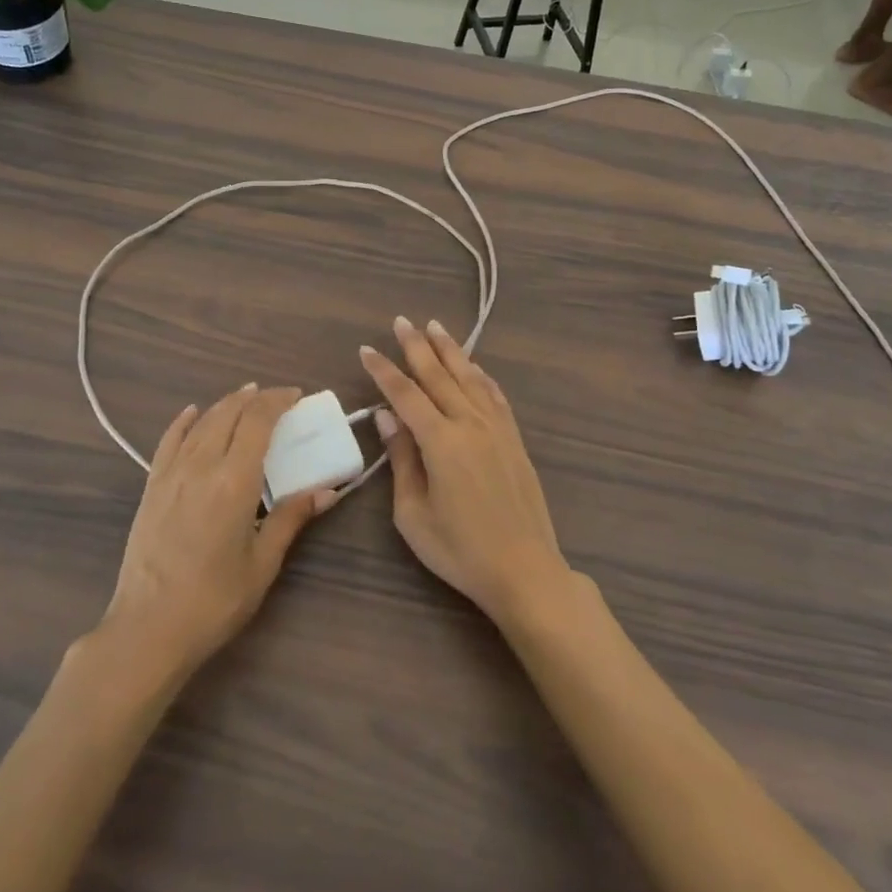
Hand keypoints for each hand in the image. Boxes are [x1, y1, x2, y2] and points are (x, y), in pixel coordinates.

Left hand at [100, 385, 332, 678]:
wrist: (148, 628)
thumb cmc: (214, 600)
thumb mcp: (262, 563)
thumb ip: (291, 518)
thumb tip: (327, 491)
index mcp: (234, 481)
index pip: (258, 421)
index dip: (278, 401)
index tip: (296, 396)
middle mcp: (201, 466)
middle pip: (229, 414)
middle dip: (255, 399)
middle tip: (277, 398)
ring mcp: (171, 474)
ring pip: (201, 423)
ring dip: (225, 405)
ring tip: (245, 398)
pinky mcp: (151, 488)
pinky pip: (168, 441)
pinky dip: (183, 422)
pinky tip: (192, 413)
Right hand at [360, 318, 572, 628]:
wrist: (525, 570)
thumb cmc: (460, 550)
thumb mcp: (414, 514)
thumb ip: (401, 460)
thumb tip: (387, 417)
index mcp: (441, 442)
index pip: (405, 395)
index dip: (383, 371)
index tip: (367, 349)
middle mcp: (470, 424)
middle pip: (439, 375)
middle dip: (417, 346)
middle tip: (401, 321)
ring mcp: (497, 430)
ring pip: (470, 378)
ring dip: (451, 351)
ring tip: (435, 327)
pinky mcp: (515, 441)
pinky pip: (495, 396)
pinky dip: (481, 376)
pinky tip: (474, 368)